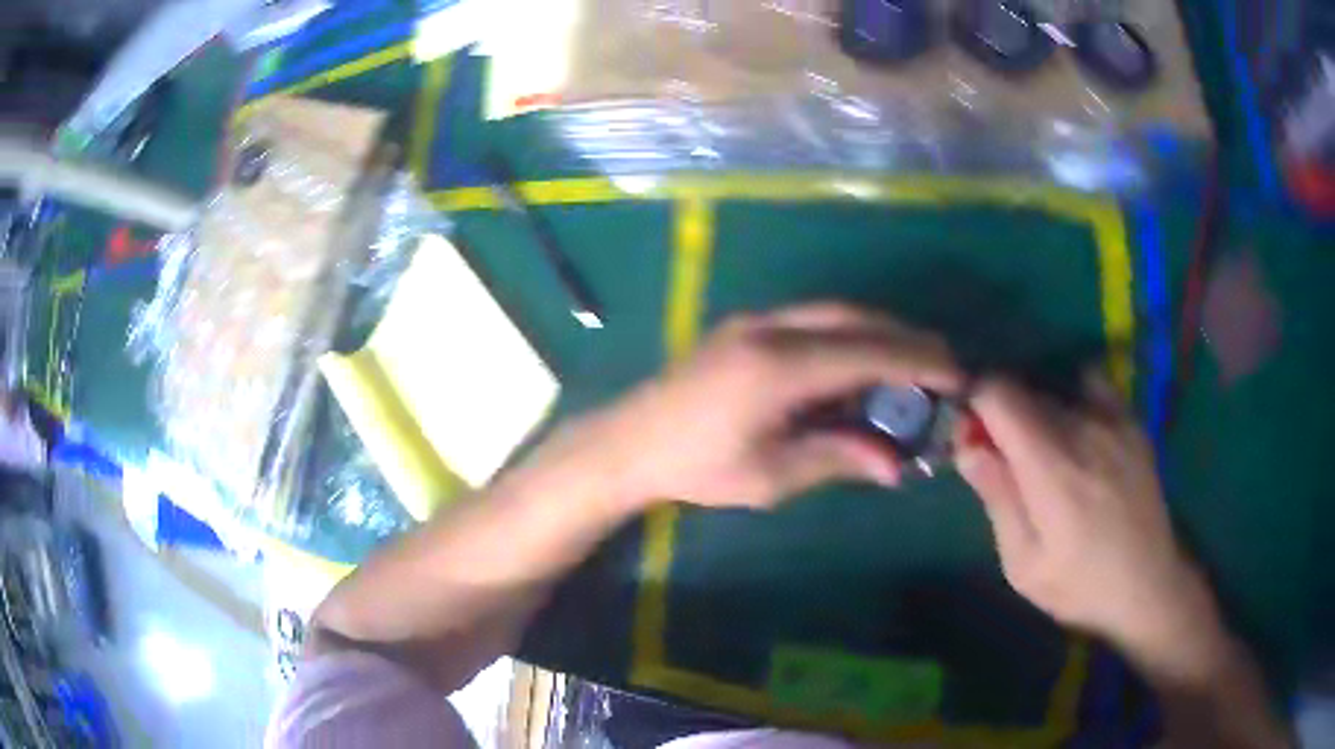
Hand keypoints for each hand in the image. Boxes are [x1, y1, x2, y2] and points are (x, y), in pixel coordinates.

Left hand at [587, 303, 961, 509]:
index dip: (917, 361)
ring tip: (911, 360)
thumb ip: (837, 458)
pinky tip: (860, 359)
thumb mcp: (772, 475)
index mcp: (778, 368)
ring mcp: (755, 321)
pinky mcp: (746, 325)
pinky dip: (847, 333)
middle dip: (905, 337)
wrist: (632, 441)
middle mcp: (771, 330)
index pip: (867, 353)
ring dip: (878, 330)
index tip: (956, 374)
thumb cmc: (698, 467)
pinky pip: (811, 318)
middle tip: (942, 363)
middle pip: (855, 319)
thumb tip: (897, 466)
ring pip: (833, 312)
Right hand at [954, 373, 1214, 656]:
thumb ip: (997, 498)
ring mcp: (1112, 419)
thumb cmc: (1080, 585)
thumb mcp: (1024, 564)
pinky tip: (1077, 433)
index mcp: (1051, 465)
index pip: (998, 392)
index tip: (969, 436)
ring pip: (1054, 391)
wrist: (1148, 585)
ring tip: (1043, 459)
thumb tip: (966, 444)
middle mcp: (1082, 427)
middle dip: (1001, 416)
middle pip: (1023, 390)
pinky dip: (1072, 398)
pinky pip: (1091, 385)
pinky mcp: (1131, 422)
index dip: (974, 403)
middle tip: (1003, 460)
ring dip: (1035, 415)